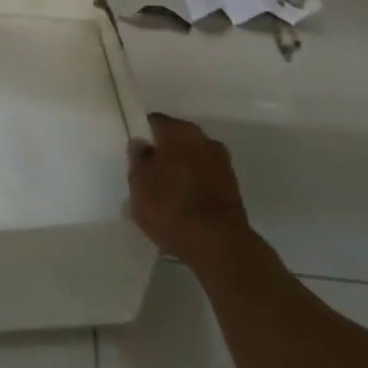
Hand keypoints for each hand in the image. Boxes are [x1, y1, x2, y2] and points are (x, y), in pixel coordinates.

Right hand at [128, 113, 253, 271]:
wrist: (219, 244)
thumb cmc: (171, 208)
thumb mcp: (139, 184)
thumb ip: (138, 159)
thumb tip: (141, 142)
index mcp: (178, 131)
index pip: (155, 122)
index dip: (143, 135)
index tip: (135, 153)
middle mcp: (203, 139)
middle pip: (177, 139)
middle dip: (164, 153)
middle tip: (149, 175)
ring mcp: (221, 162)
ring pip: (193, 159)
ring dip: (181, 170)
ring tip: (167, 195)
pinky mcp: (233, 186)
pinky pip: (206, 178)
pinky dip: (195, 186)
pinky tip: (185, 206)